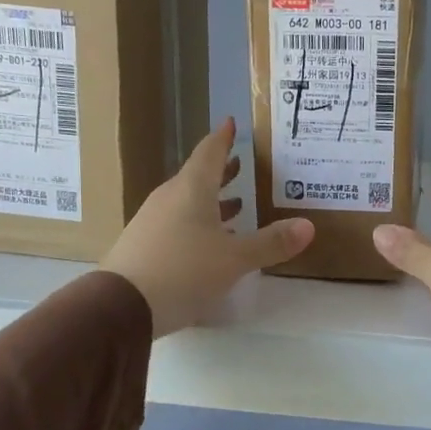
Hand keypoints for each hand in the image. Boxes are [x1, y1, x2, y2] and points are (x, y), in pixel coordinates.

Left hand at [102, 118, 313, 336]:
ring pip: (187, 202)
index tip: (232, 123)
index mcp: (191, 190)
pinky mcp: (144, 245)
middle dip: (222, 171)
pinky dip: (198, 223)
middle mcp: (169, 198)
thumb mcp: (235, 259)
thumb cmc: (183, 271)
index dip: (223, 138)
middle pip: (198, 176)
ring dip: (212, 200)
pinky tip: (211, 242)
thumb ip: (271, 243)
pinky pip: (177, 223)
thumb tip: (308, 226)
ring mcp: (152, 221)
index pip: (209, 152)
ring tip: (236, 204)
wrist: (122, 306)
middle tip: (242, 164)